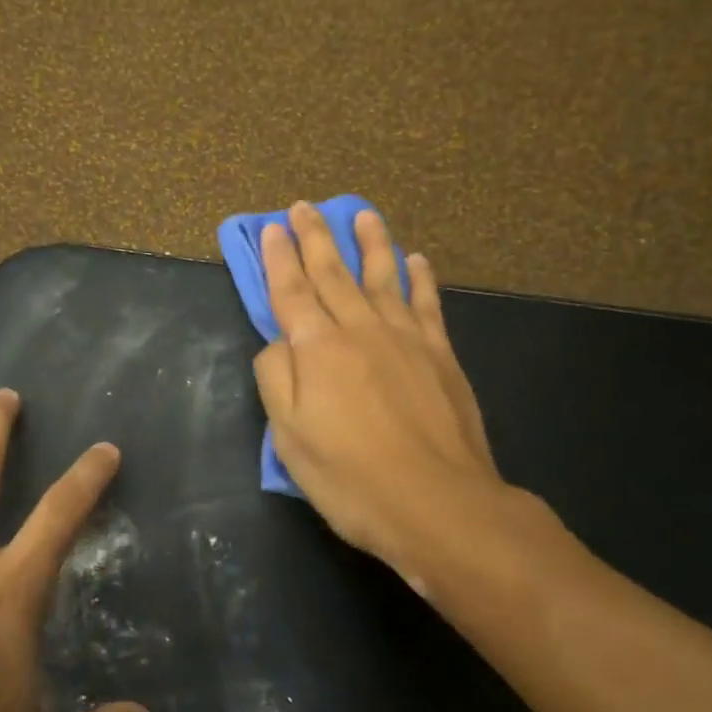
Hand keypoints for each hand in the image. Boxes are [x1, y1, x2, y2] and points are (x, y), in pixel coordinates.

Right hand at [253, 202, 548, 588]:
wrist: (438, 503)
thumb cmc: (351, 477)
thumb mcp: (289, 437)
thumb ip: (276, 379)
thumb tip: (278, 342)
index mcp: (317, 348)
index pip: (291, 291)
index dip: (278, 258)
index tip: (271, 228)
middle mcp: (359, 329)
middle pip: (332, 273)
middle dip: (314, 237)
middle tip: (304, 207)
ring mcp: (405, 338)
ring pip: (382, 276)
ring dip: (370, 242)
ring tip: (361, 214)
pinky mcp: (440, 354)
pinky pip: (427, 304)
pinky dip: (419, 279)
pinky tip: (416, 261)